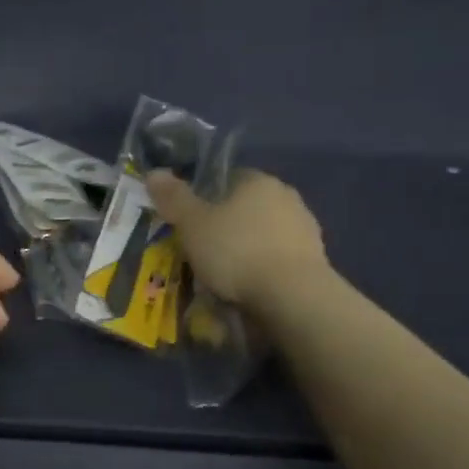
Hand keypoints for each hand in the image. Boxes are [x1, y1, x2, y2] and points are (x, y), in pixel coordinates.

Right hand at [147, 168, 328, 310]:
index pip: (228, 178)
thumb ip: (174, 198)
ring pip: (264, 235)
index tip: (191, 221)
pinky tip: (249, 289)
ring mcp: (305, 229)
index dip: (206, 197)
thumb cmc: (236, 251)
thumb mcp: (193, 224)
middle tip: (203, 251)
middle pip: (247, 207)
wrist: (291, 295)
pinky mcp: (314, 260)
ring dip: (246, 249)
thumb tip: (153, 172)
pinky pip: (278, 259)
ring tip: (224, 277)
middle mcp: (286, 197)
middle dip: (227, 226)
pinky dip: (263, 270)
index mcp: (257, 181)